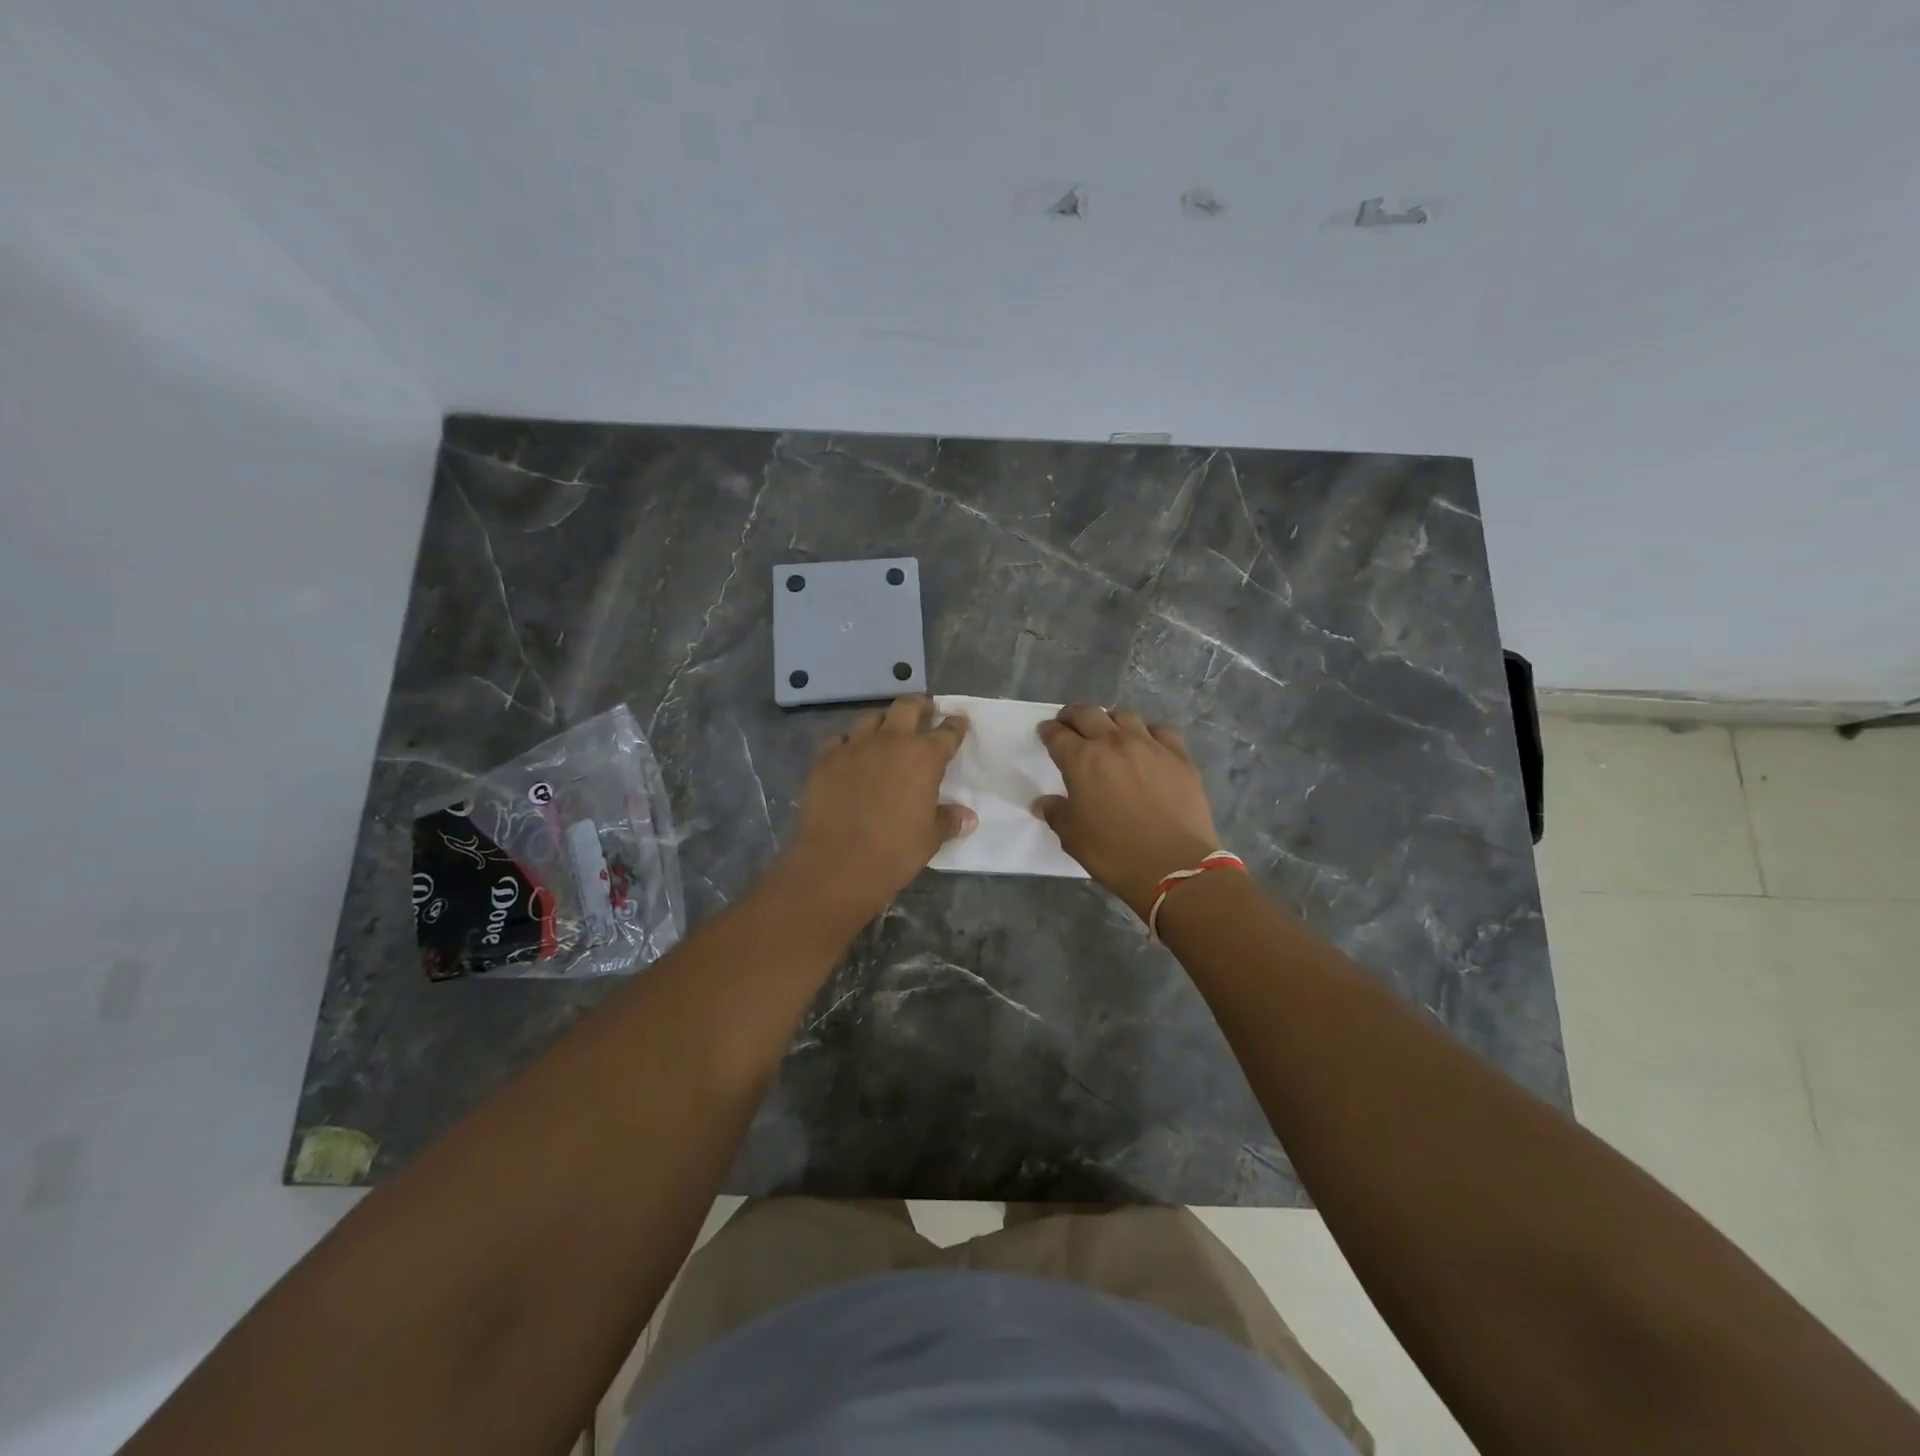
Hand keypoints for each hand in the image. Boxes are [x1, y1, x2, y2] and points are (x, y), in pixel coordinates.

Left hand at [780, 696, 974, 926]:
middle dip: (919, 705)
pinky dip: (849, 742)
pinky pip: (839, 739)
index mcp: (924, 758)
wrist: (837, 863)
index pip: (947, 733)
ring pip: (872, 718)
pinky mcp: (825, 759)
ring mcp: (854, 747)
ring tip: (886, 731)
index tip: (959, 721)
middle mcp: (890, 742)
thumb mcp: (929, 839)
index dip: (955, 726)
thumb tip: (968, 817)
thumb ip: (948, 820)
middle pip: (907, 707)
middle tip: (925, 709)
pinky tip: (850, 753)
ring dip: (883, 721)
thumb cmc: (894, 852)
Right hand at [1034, 705, 1222, 920]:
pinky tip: (1148, 745)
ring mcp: (1150, 746)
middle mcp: (1114, 743)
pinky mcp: (1179, 756)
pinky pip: (1161, 730)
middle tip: (1069, 724)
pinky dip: (1149, 733)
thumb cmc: (1115, 853)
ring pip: (1125, 715)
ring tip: (1108, 732)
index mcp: (1082, 760)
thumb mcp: (1073, 838)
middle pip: (1088, 713)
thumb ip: (1057, 813)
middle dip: (1073, 715)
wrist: (1175, 866)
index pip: (1057, 734)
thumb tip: (1043, 802)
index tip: (1045, 733)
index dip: (1048, 731)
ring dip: (1110, 720)